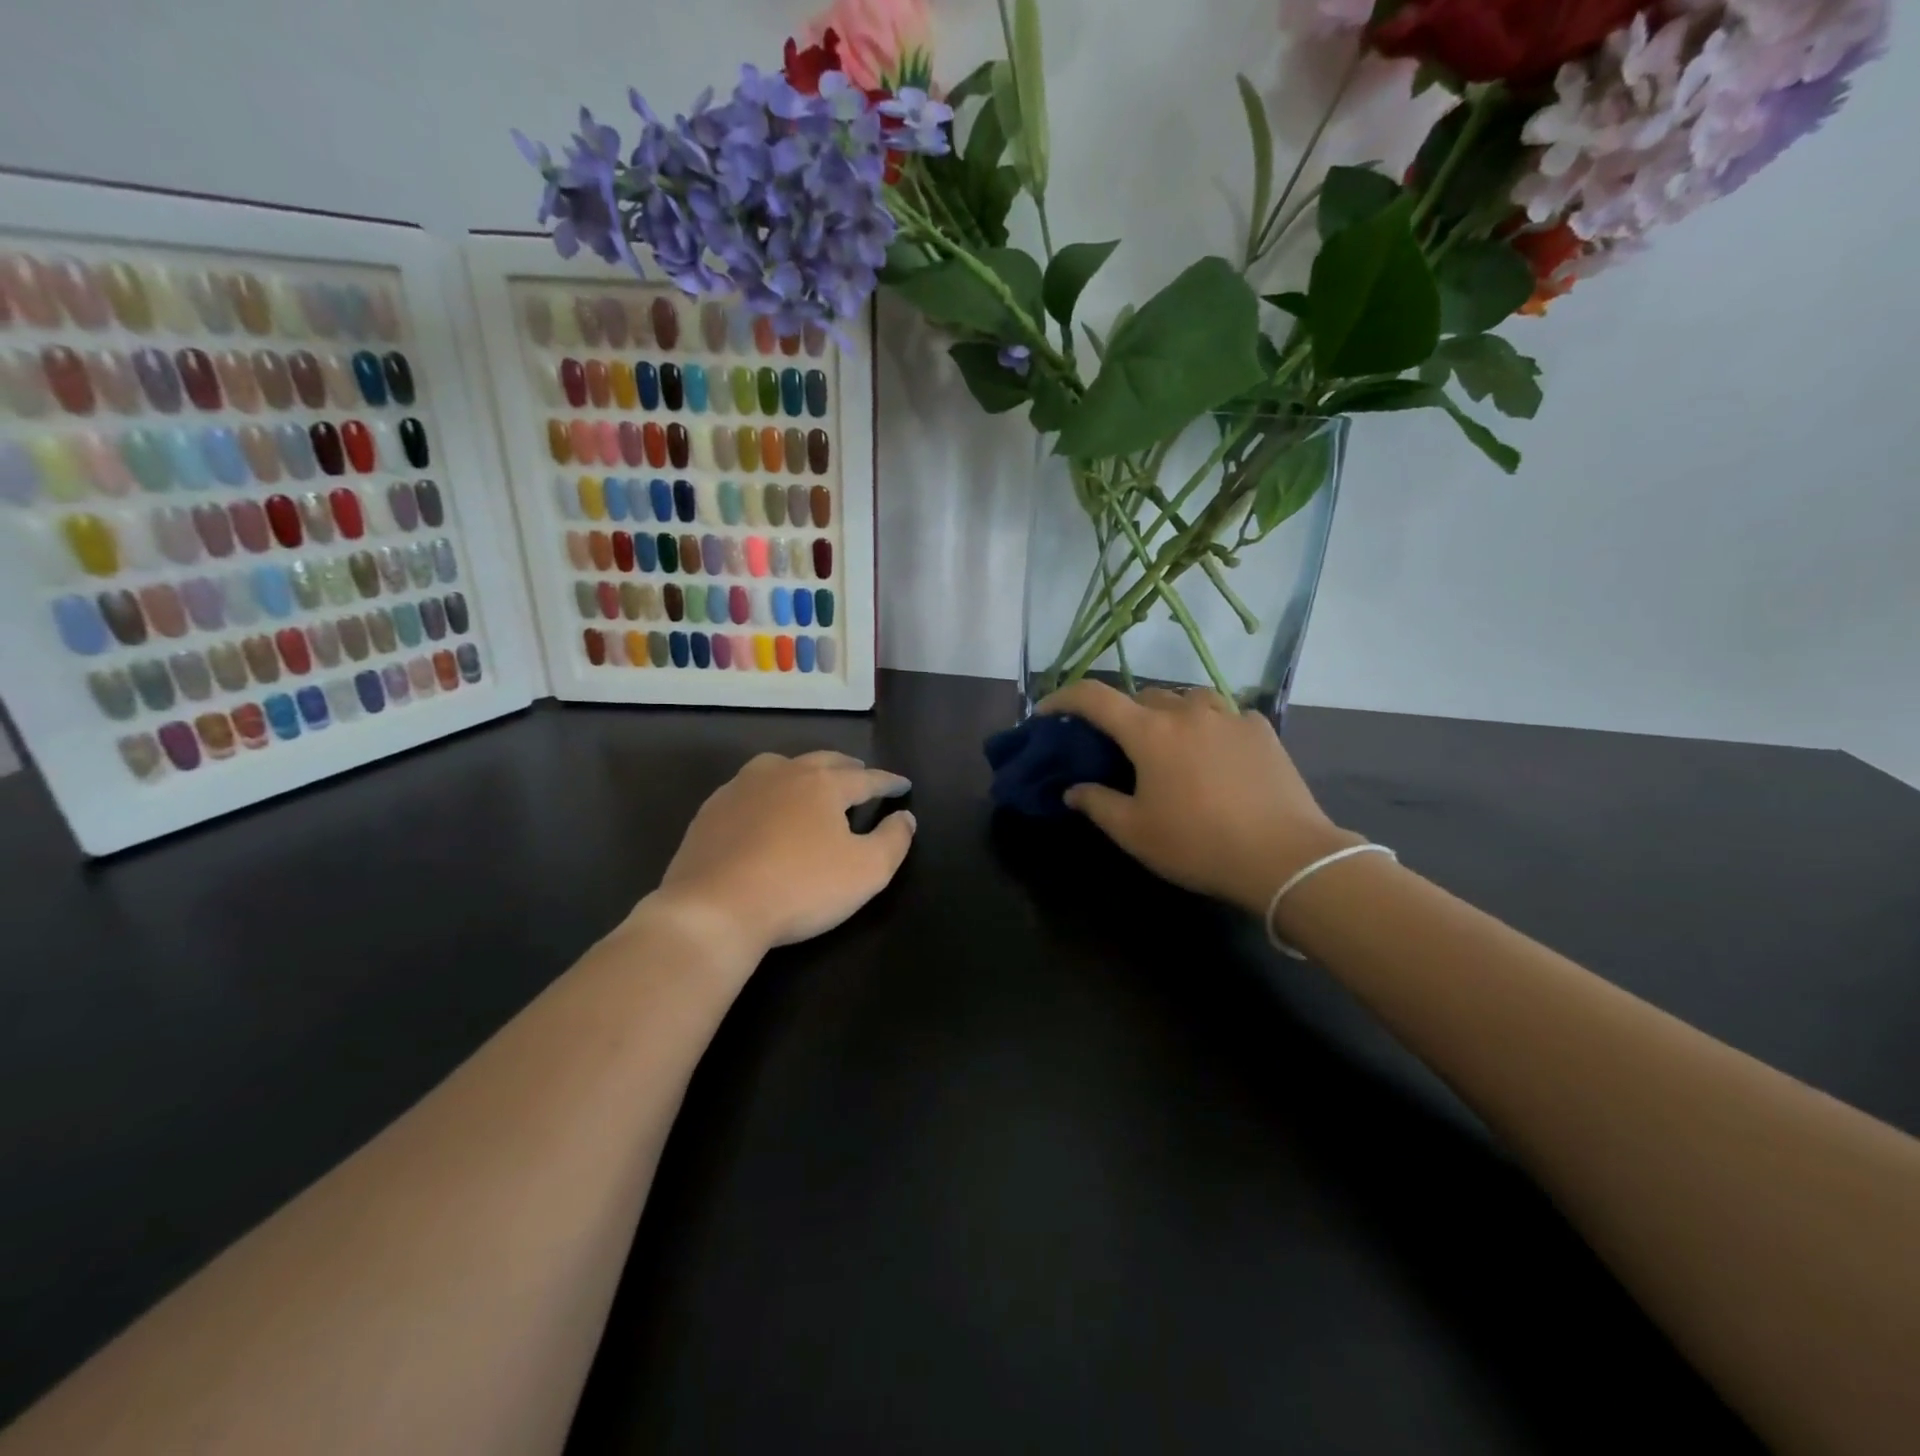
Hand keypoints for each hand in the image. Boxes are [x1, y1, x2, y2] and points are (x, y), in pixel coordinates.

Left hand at [649, 751, 914, 963]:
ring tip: (813, 784)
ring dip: (805, 772)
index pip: (867, 778)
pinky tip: (766, 810)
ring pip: (782, 766)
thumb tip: (905, 817)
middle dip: (848, 769)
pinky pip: (750, 789)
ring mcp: (742, 788)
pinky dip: (769, 792)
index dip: (889, 782)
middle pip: (824, 762)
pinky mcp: (712, 809)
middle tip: (862, 777)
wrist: (714, 909)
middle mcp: (783, 773)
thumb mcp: (867, 871)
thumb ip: (894, 840)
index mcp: (823, 783)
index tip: (904, 785)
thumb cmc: (800, 888)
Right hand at [1040, 682, 1358, 915]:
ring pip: (1187, 698)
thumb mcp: (1135, 832)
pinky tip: (1214, 752)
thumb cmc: (1199, 844)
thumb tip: (1073, 791)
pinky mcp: (1261, 729)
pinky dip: (1208, 725)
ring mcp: (1229, 715)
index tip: (1048, 711)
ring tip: (1169, 743)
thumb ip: (1097, 804)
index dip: (1063, 698)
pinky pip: (1224, 714)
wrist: (1285, 856)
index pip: (1094, 698)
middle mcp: (1187, 711)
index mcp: (1149, 732)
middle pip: (1143, 695)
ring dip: (1168, 713)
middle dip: (1123, 713)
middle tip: (1120, 744)